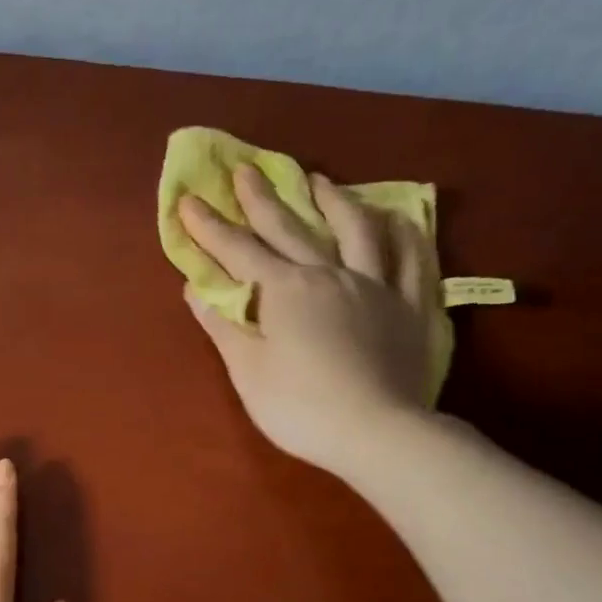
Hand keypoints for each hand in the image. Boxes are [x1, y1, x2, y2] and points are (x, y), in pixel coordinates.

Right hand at [179, 164, 434, 478]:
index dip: (210, 228)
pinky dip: (403, 233)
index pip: (239, 252)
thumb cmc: (300, 407)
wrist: (376, 432)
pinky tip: (398, 218)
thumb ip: (224, 326)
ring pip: (355, 229)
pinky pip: (412, 259)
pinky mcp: (411, 306)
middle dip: (261, 199)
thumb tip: (198, 289)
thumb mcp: (248, 371)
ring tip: (319, 181)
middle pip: (291, 228)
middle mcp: (329, 274)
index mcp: (285, 291)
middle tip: (244, 170)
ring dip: (334, 201)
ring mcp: (375, 285)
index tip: (188, 200)